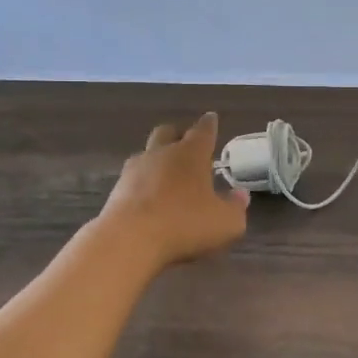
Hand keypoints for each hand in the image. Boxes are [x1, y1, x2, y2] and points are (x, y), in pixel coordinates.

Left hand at [100, 113, 249, 268]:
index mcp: (191, 154)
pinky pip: (133, 178)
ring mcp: (135, 170)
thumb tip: (240, 195)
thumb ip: (236, 207)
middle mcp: (162, 153)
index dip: (209, 124)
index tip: (212, 117)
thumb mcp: (226, 222)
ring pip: (147, 154)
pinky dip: (143, 183)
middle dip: (178, 134)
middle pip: (167, 132)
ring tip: (167, 175)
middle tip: (186, 143)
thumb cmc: (185, 224)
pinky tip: (149, 197)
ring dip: (157, 159)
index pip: (203, 131)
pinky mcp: (117, 189)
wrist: (130, 239)